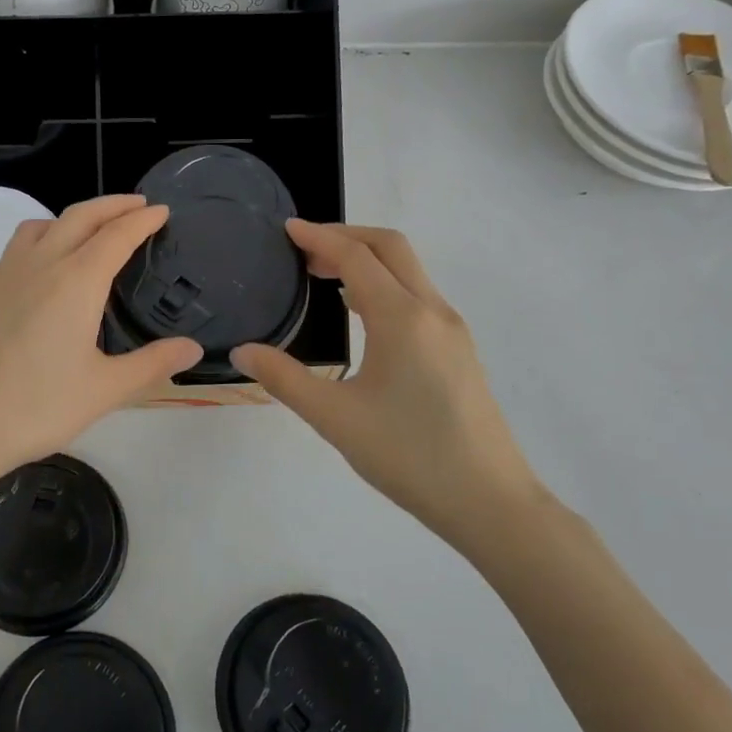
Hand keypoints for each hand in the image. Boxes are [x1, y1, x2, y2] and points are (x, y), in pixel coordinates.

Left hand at [0, 194, 201, 489]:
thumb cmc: (36, 407)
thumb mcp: (105, 390)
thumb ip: (152, 364)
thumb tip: (193, 348)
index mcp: (76, 281)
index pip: (117, 235)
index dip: (143, 219)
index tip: (161, 210)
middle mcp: (39, 264)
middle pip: (79, 217)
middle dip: (112, 205)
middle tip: (137, 205)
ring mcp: (2, 275)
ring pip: (40, 226)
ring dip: (71, 218)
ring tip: (88, 231)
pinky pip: (13, 251)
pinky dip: (37, 242)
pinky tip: (38, 270)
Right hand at [232, 222, 543, 550]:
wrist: (489, 502)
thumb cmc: (409, 456)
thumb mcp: (334, 418)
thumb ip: (284, 379)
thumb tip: (242, 352)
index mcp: (402, 318)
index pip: (356, 257)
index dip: (319, 237)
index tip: (287, 229)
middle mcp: (432, 311)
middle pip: (390, 248)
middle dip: (346, 237)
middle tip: (303, 251)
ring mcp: (452, 329)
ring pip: (408, 271)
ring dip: (367, 261)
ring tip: (323, 277)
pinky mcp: (459, 350)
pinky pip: (417, 296)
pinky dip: (384, 285)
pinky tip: (360, 313)